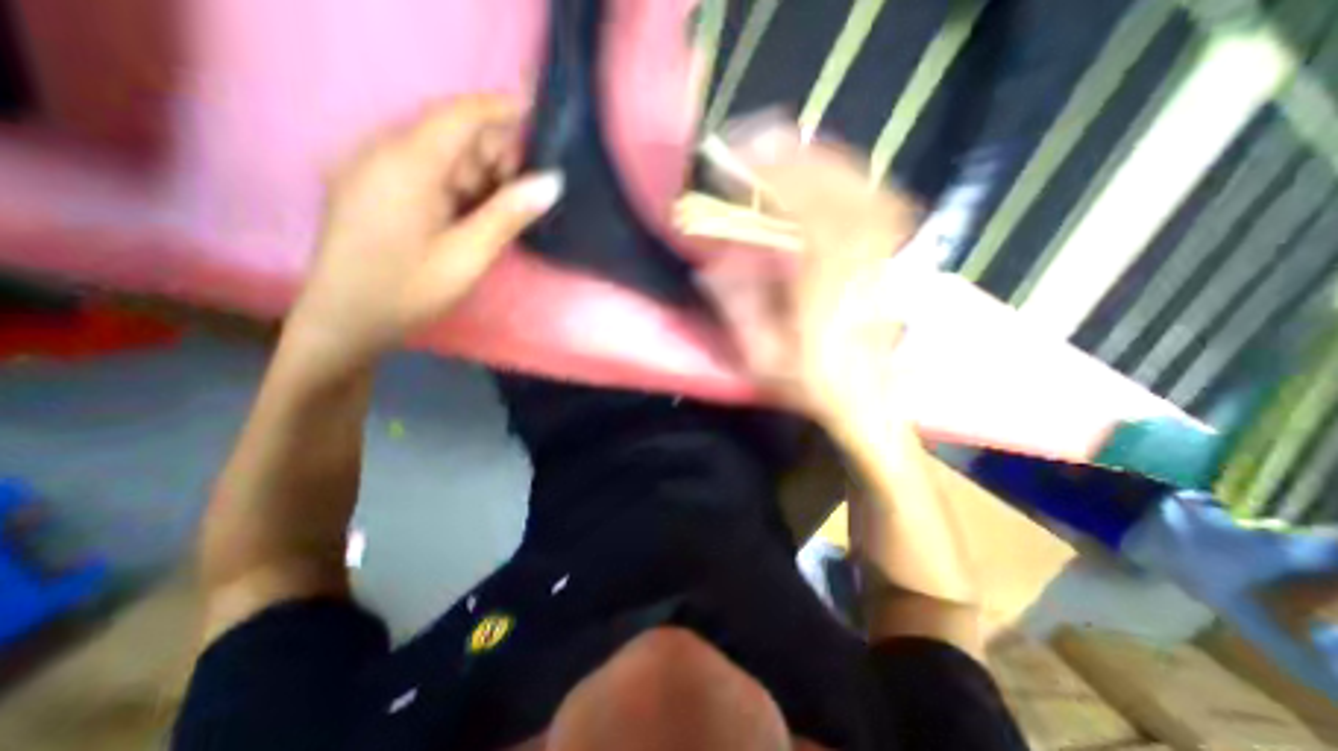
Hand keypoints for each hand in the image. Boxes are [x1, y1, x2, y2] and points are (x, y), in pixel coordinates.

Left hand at [288, 95, 563, 371]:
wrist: (346, 321)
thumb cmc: (408, 290)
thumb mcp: (468, 255)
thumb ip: (509, 214)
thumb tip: (552, 182)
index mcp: (405, 164)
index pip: (458, 115)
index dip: (499, 108)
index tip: (537, 112)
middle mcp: (382, 153)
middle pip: (450, 135)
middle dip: (492, 156)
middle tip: (522, 195)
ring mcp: (372, 169)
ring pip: (438, 154)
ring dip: (476, 175)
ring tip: (498, 212)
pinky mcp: (372, 187)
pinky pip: (422, 171)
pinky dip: (455, 186)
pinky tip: (470, 215)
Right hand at [701, 126, 920, 428]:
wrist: (873, 398)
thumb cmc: (815, 383)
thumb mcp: (764, 359)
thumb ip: (737, 309)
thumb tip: (712, 263)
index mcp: (826, 290)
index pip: (803, 214)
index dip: (770, 181)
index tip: (736, 165)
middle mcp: (864, 260)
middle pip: (834, 187)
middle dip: (789, 157)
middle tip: (753, 143)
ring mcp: (888, 250)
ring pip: (857, 184)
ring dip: (816, 159)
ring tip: (780, 149)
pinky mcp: (896, 250)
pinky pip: (874, 195)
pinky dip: (844, 174)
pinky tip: (821, 171)